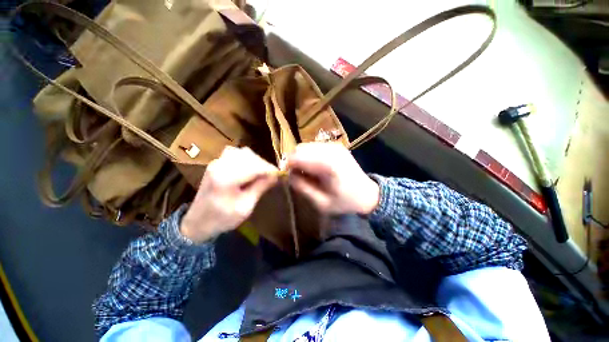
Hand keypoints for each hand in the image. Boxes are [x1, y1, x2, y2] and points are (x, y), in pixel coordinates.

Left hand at [180, 146, 278, 242]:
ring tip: (262, 173)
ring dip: (256, 161)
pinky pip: (236, 153)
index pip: (254, 166)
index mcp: (226, 178)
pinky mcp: (216, 162)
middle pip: (249, 156)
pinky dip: (247, 159)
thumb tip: (276, 176)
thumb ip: (260, 188)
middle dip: (263, 165)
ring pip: (243, 152)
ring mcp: (217, 162)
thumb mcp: (245, 207)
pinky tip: (250, 169)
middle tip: (271, 176)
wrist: (197, 222)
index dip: (269, 169)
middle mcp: (220, 165)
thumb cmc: (222, 219)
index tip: (279, 175)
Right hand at [287, 142, 379, 214]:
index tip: (285, 176)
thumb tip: (288, 175)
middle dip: (293, 161)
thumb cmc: (345, 202)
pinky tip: (313, 167)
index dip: (287, 165)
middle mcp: (331, 149)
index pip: (298, 156)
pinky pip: (314, 147)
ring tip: (305, 172)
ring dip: (300, 158)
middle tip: (295, 175)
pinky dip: (309, 156)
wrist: (368, 195)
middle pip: (300, 148)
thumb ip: (302, 187)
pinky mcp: (335, 146)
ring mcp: (334, 146)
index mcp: (328, 164)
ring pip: (306, 146)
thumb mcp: (321, 203)